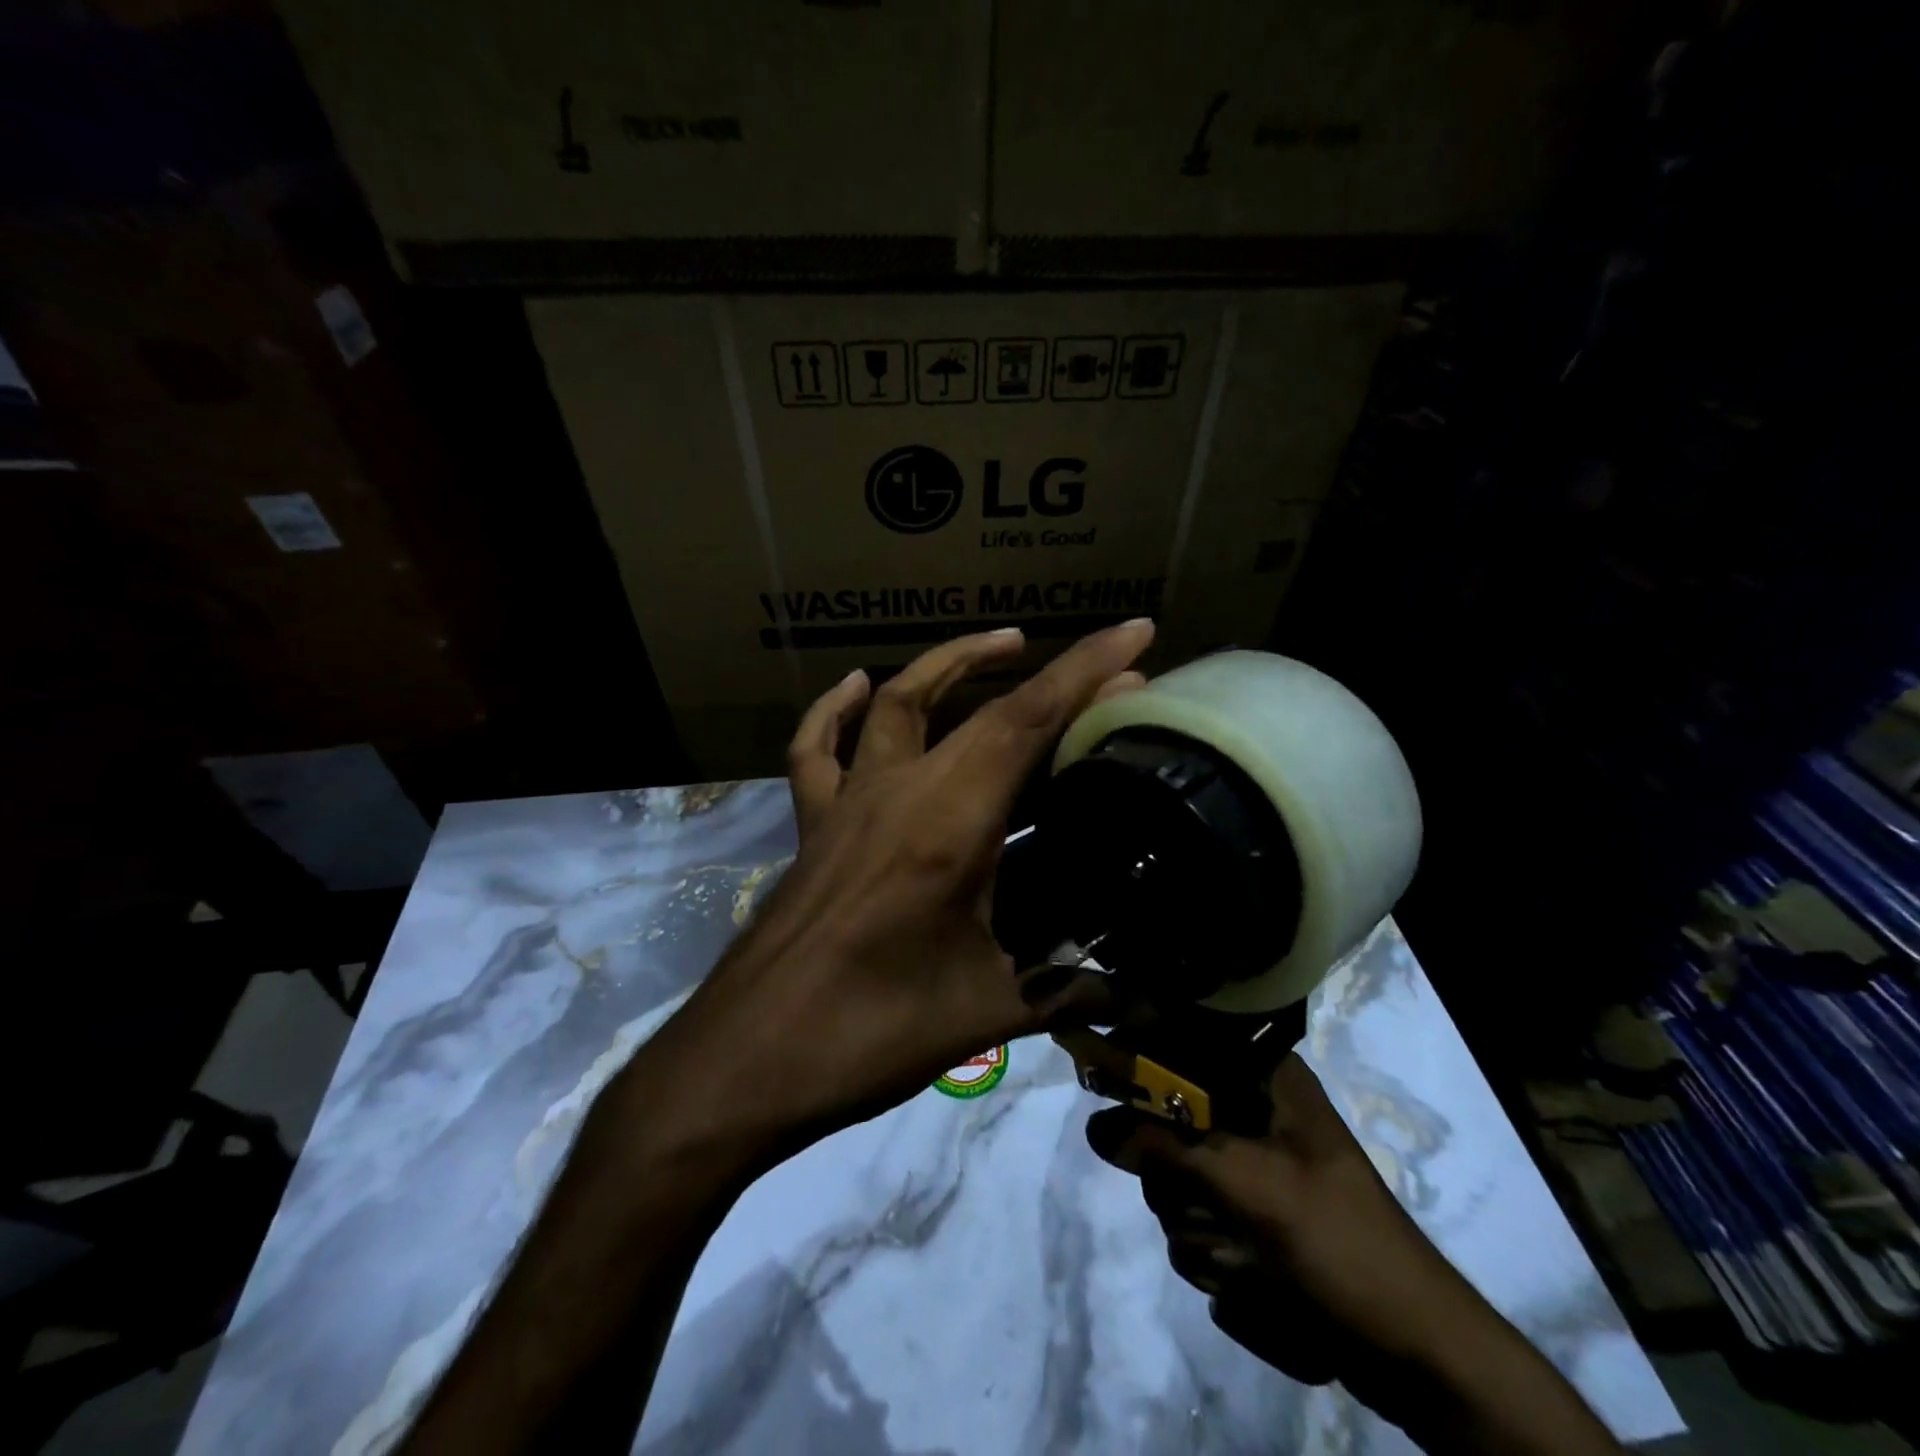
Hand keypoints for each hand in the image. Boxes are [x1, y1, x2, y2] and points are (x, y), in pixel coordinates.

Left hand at [637, 621, 1151, 1164]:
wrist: (748, 1058)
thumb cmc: (871, 1032)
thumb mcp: (985, 1011)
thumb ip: (1067, 994)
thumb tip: (1142, 1003)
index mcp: (948, 824)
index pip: (1026, 723)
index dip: (1086, 672)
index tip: (1135, 633)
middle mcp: (898, 792)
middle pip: (979, 709)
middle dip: (1048, 675)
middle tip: (1104, 671)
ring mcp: (848, 802)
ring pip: (896, 702)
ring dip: (951, 665)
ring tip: (1003, 645)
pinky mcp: (813, 825)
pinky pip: (817, 749)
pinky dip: (835, 710)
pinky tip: (855, 686)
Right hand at [1087, 1056, 1624, 1453]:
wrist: (1418, 1357)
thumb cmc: (1342, 1248)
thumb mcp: (1251, 1188)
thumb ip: (1168, 1148)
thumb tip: (1095, 1126)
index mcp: (1261, 1078)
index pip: (1177, 1034)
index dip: (1133, 1046)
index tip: (1093, 1067)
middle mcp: (1248, 1112)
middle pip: (1161, 1118)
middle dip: (1174, 1177)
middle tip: (1208, 1203)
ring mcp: (1245, 1167)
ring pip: (1170, 1180)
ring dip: (1198, 1231)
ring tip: (1249, 1260)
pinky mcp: (1244, 1216)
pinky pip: (1192, 1225)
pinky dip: (1214, 1260)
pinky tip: (1256, 1284)